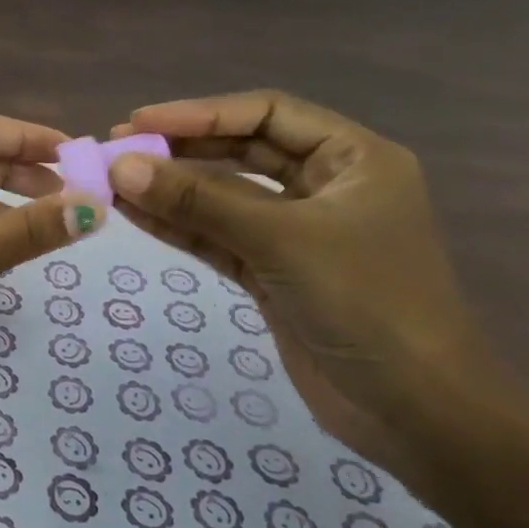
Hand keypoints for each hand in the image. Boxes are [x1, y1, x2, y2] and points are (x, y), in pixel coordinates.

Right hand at [106, 91, 499, 469]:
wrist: (417, 414)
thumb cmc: (367, 304)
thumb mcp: (281, 241)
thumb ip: (198, 201)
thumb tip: (120, 166)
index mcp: (353, 159)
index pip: (266, 114)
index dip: (201, 113)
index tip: (140, 122)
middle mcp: (326, 186)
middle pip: (241, 151)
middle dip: (180, 149)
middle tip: (117, 148)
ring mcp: (297, 232)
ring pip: (223, 196)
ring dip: (171, 190)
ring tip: (112, 181)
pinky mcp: (274, 271)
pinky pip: (218, 236)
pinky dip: (178, 226)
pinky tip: (135, 214)